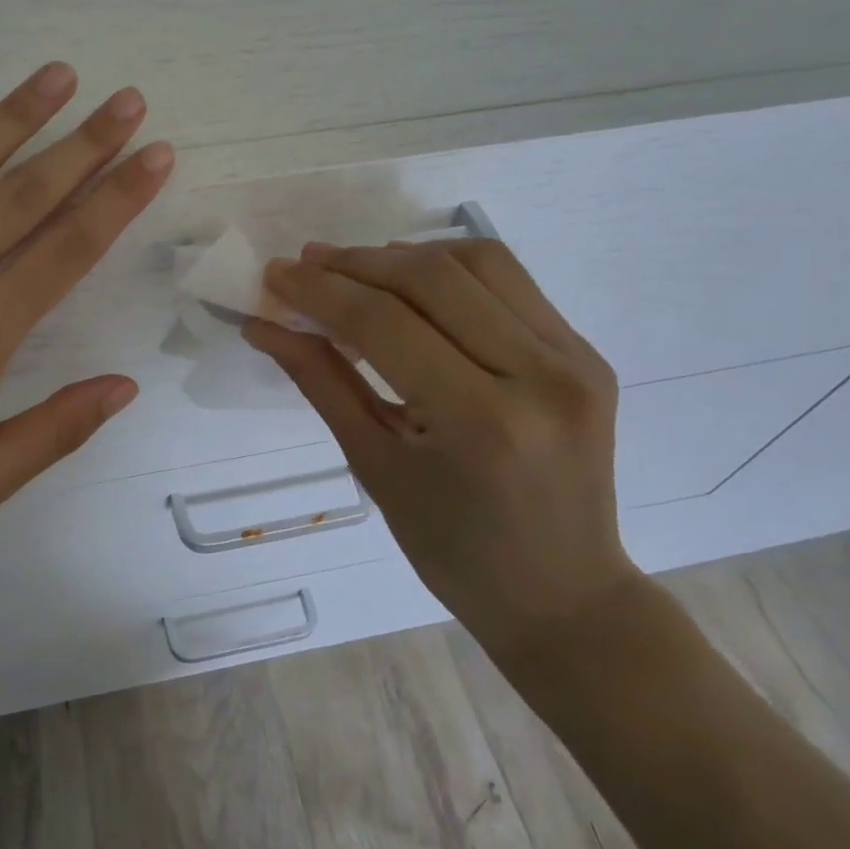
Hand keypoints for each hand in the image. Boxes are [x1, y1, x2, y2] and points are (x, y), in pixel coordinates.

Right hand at [244, 237, 636, 662]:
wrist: (561, 592)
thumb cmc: (452, 549)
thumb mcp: (374, 466)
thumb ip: (320, 382)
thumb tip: (265, 326)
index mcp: (481, 421)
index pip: (384, 324)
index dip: (320, 291)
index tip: (274, 275)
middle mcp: (539, 374)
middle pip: (430, 278)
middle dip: (355, 263)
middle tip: (305, 265)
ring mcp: (574, 358)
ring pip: (477, 262)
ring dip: (404, 256)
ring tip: (354, 270)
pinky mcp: (585, 352)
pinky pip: (509, 283)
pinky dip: (449, 269)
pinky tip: (411, 285)